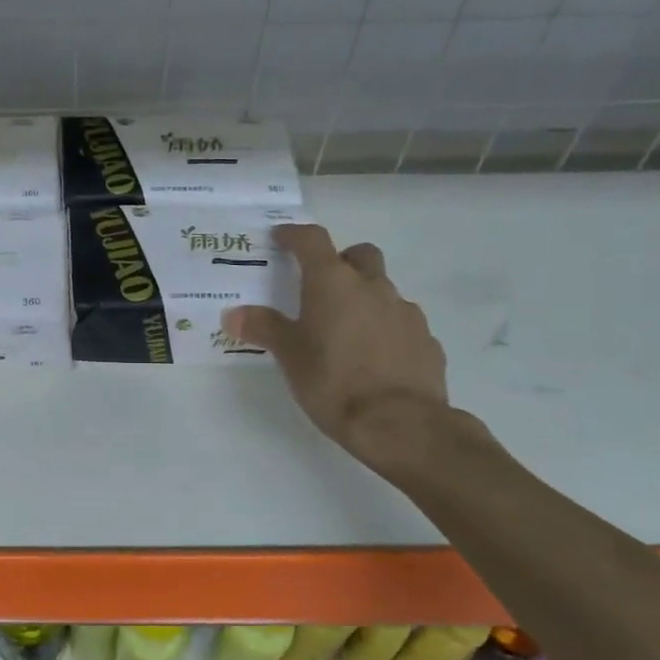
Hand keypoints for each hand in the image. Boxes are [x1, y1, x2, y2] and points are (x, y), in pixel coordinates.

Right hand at [225, 226, 454, 475]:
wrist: (401, 423)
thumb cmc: (333, 382)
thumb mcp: (289, 356)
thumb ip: (263, 328)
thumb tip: (234, 314)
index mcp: (333, 283)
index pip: (313, 240)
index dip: (295, 235)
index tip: (281, 238)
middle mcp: (373, 287)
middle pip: (359, 255)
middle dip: (340, 261)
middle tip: (320, 285)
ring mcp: (405, 312)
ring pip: (383, 290)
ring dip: (364, 298)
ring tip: (345, 330)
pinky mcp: (426, 340)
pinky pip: (401, 322)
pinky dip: (385, 328)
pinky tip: (373, 357)